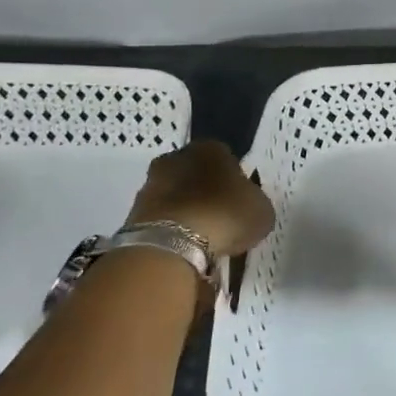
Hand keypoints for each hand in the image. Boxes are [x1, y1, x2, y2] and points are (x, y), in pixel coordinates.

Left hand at [128, 140, 275, 256]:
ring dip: (187, 211)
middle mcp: (177, 158)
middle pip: (196, 174)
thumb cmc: (225, 215)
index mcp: (211, 148)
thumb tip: (247, 205)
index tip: (240, 201)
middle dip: (206, 192)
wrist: (171, 243)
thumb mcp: (261, 210)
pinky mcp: (134, 212)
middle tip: (221, 218)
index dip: (235, 180)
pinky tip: (184, 247)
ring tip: (202, 238)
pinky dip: (171, 229)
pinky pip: (162, 218)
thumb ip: (254, 202)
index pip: (227, 158)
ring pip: (176, 195)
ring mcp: (151, 184)